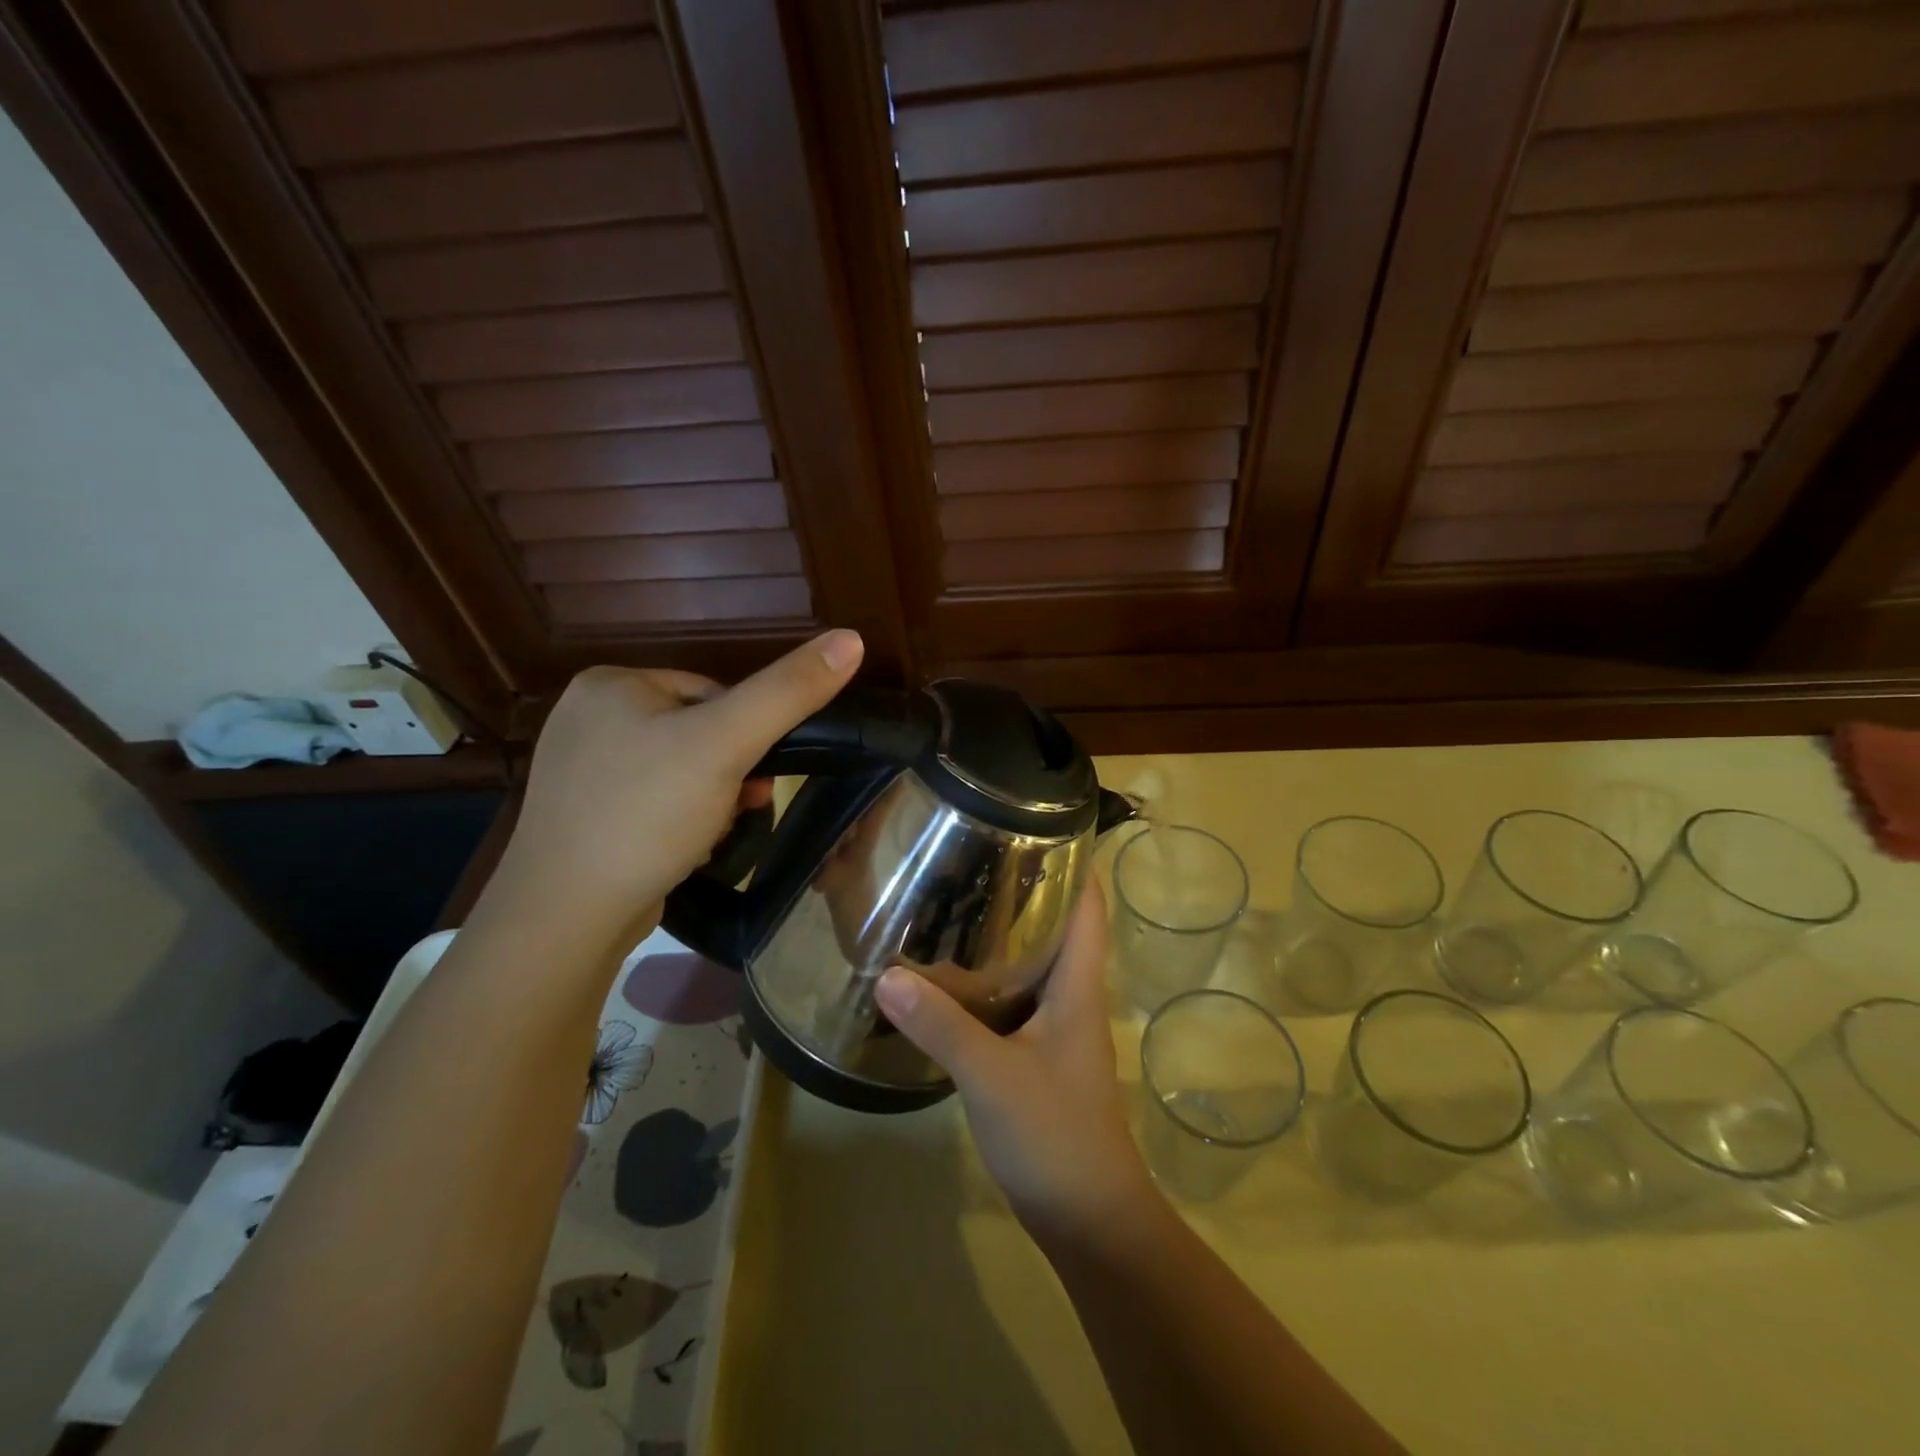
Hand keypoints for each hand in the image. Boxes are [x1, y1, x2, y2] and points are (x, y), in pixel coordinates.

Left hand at [487, 629, 863, 941]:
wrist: (567, 917)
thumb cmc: (647, 814)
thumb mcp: (727, 744)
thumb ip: (789, 691)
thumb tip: (851, 638)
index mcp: (611, 683)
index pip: (711, 692)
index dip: (745, 734)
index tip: (753, 775)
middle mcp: (588, 717)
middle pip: (697, 733)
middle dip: (728, 774)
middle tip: (738, 810)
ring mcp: (581, 770)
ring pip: (680, 771)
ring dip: (710, 802)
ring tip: (710, 836)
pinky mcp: (585, 815)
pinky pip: (654, 803)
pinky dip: (679, 823)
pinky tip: (682, 850)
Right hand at [875, 883, 1156, 1243]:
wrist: (1088, 1219)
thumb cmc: (1055, 1135)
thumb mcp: (992, 1075)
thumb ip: (941, 1025)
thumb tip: (885, 975)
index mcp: (1078, 984)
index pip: (1088, 904)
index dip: (1074, 859)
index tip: (1034, 822)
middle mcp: (1072, 995)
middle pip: (1058, 924)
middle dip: (1024, 887)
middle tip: (972, 854)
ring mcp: (1057, 1027)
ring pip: (1034, 962)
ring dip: (1004, 932)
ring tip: (954, 899)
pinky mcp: (1038, 1055)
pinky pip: (1015, 998)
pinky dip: (989, 977)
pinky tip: (950, 975)